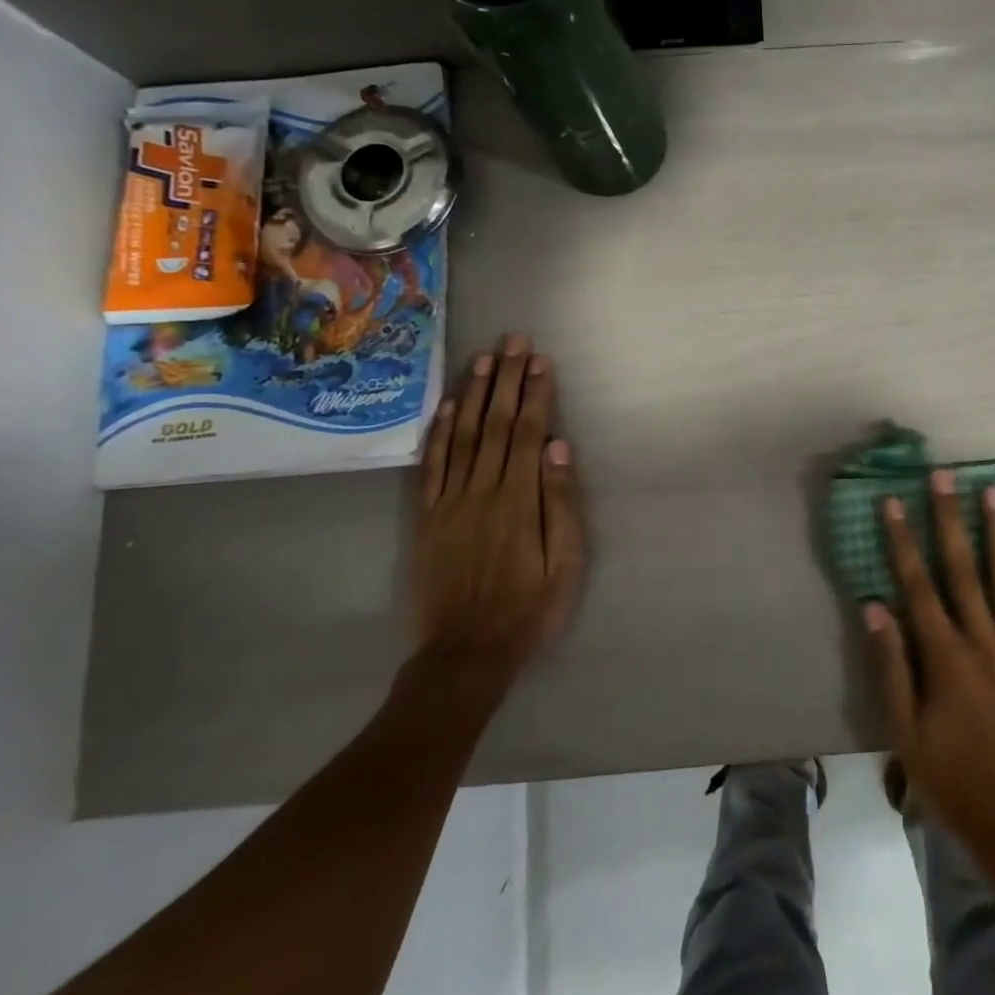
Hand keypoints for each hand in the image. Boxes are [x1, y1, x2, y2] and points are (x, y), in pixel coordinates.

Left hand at [411, 335, 585, 699]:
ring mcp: (449, 502)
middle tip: (514, 341)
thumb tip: (558, 447)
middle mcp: (481, 491)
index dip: (535, 394)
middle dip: (506, 379)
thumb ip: (561, 504)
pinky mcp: (427, 518)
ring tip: (484, 359)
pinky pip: (432, 466)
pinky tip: (448, 406)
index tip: (541, 360)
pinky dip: (440, 432)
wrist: (466, 654)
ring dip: (475, 394)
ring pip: (463, 436)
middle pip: (495, 424)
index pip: (527, 433)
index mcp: (518, 501)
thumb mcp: (566, 565)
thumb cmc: (529, 610)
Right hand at [863, 469, 994, 852]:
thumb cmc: (952, 777)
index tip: (892, 501)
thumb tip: (875, 605)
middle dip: (949, 518)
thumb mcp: (905, 731)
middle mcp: (984, 641)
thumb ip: (891, 665)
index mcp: (944, 656)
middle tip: (944, 476)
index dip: (902, 540)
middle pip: (962, 568)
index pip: (917, 584)